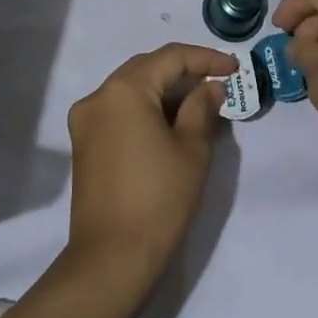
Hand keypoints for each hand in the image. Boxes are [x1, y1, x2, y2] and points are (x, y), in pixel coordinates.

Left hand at [65, 44, 235, 280]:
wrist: (111, 259)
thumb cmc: (158, 200)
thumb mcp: (192, 150)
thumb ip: (201, 108)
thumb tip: (210, 87)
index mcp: (124, 90)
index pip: (170, 58)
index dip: (205, 58)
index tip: (234, 68)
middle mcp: (99, 96)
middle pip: (146, 67)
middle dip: (183, 70)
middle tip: (217, 81)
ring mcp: (85, 119)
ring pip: (131, 88)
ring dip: (164, 89)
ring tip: (198, 102)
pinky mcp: (83, 143)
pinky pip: (119, 109)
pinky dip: (145, 107)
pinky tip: (170, 122)